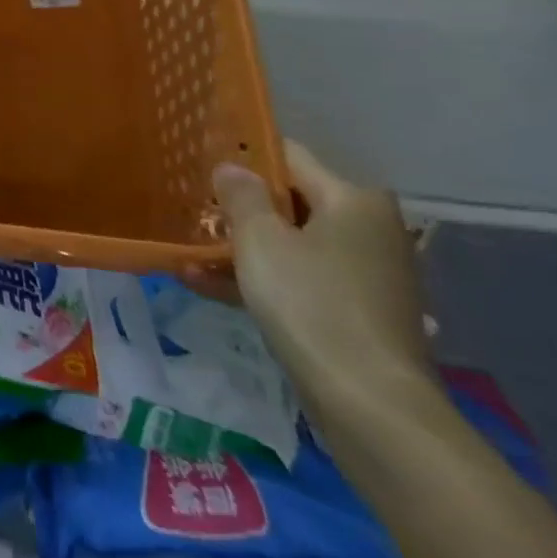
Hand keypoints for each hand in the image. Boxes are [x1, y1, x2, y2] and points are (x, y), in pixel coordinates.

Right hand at [214, 141, 436, 429]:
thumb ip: (241, 196)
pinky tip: (206, 285)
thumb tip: (232, 167)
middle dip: (238, 209)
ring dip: (240, 248)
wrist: (369, 401)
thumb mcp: (260, 239)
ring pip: (290, 245)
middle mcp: (369, 230)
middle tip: (188, 208)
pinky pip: (300, 279)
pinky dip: (260, 279)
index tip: (200, 161)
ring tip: (186, 253)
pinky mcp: (358, 312)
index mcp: (354, 201)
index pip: (288, 157)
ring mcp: (367, 274)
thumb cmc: (311, 302)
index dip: (243, 156)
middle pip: (290, 203)